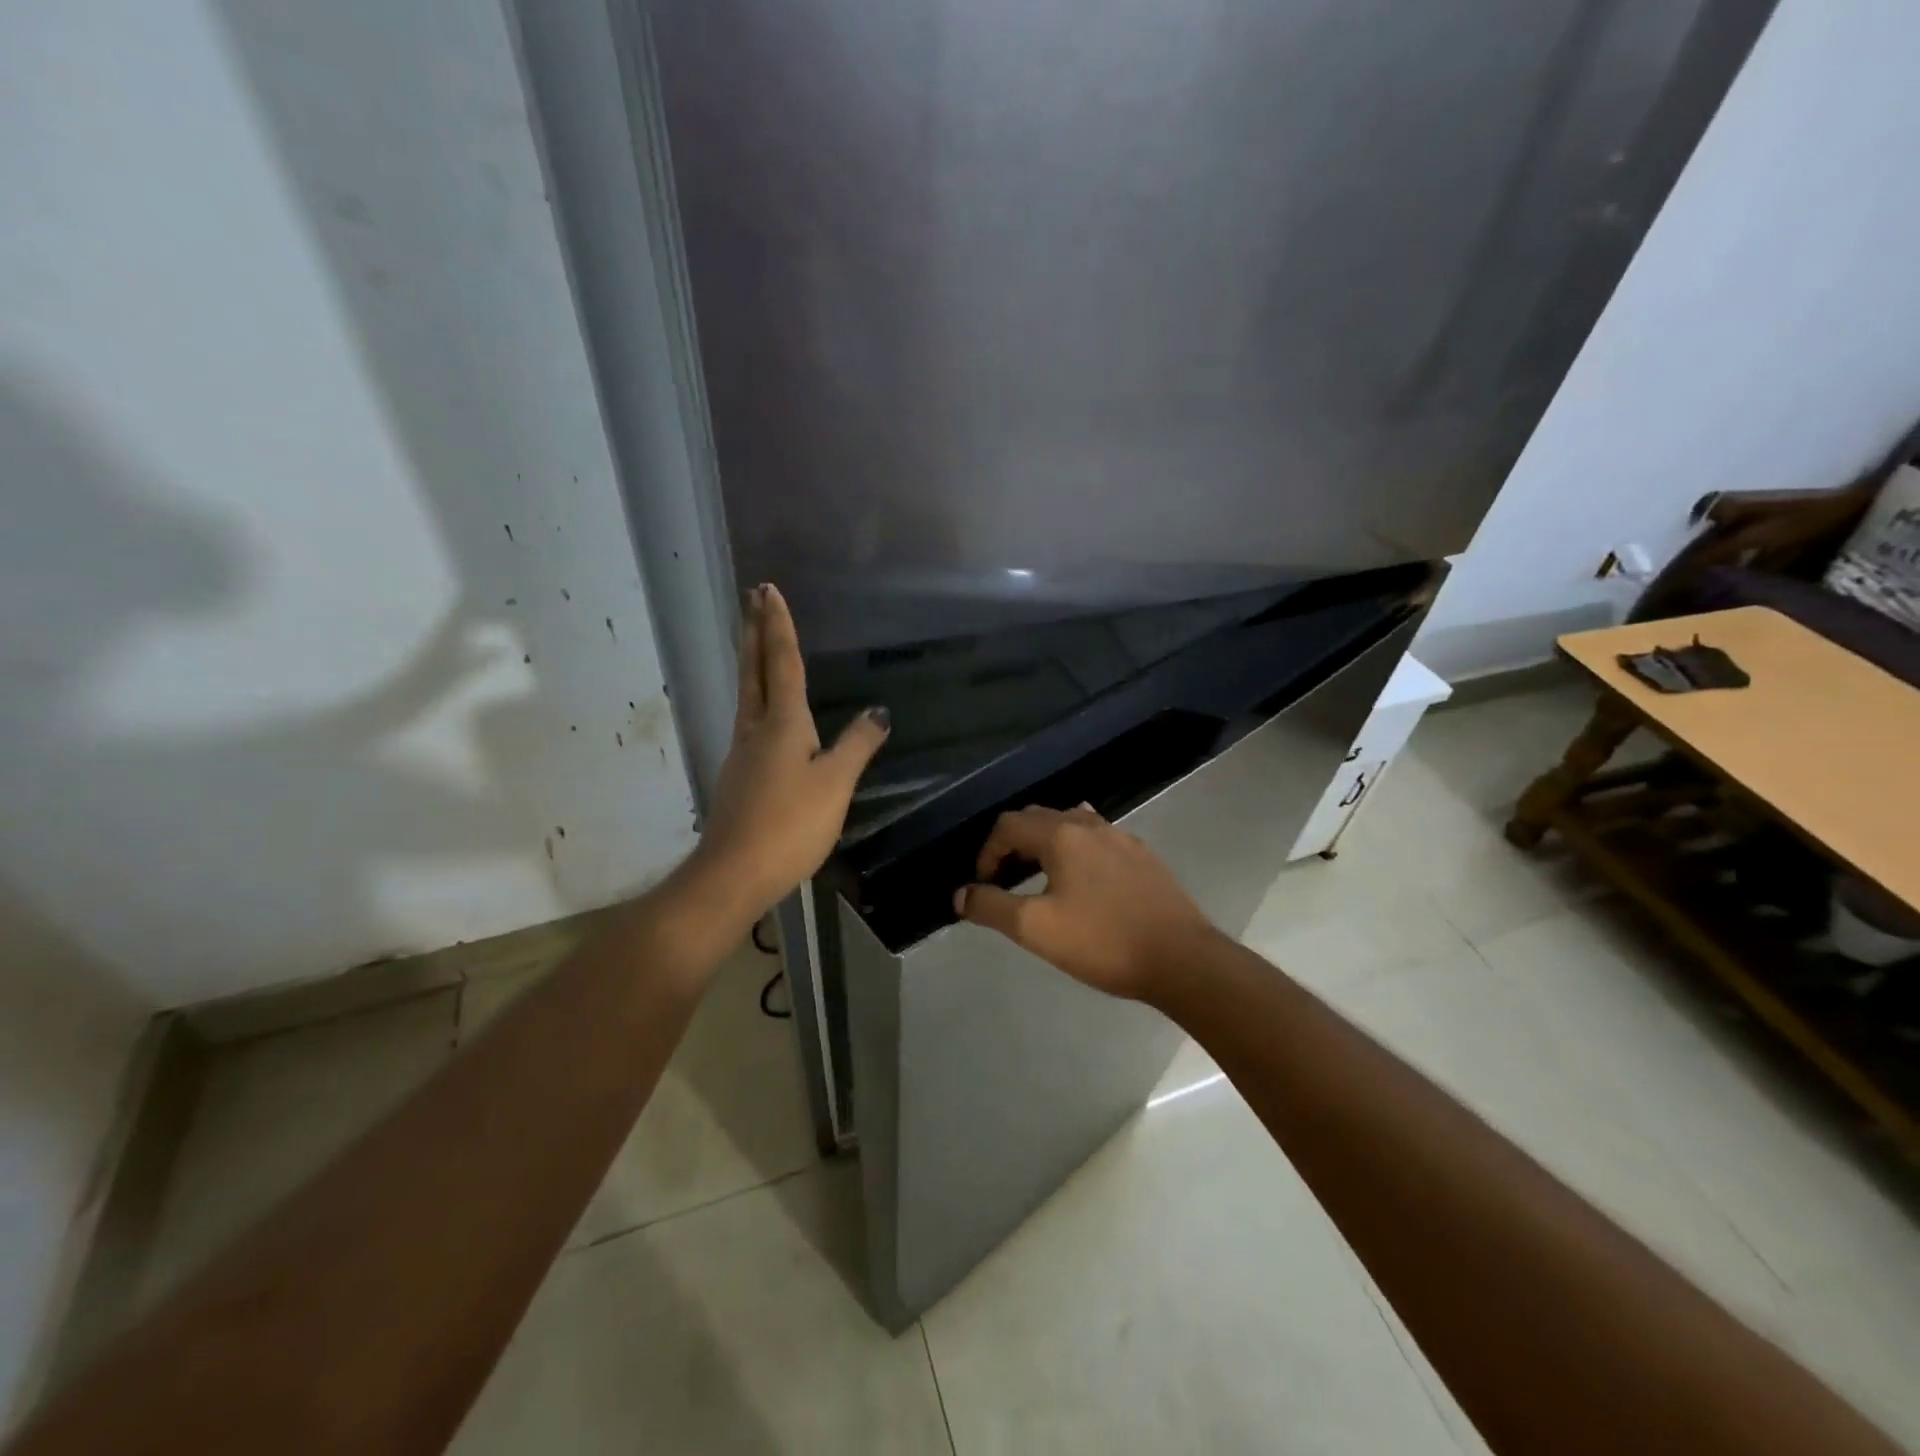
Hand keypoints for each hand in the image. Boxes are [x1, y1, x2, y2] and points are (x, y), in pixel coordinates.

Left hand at [687, 583, 888, 925]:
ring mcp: (742, 752)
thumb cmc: (790, 823)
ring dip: (752, 662)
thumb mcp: (835, 783)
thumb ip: (857, 745)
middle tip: (751, 598)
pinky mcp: (739, 776)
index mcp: (782, 723)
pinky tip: (765, 714)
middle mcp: (756, 728)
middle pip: (754, 670)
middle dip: (755, 632)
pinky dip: (756, 699)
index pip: (782, 663)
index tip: (768, 590)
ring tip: (756, 642)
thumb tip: (878, 712)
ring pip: (747, 694)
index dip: (779, 626)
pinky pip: (749, 721)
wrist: (734, 873)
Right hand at [954, 805, 1217, 1001]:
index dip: (987, 852)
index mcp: (1062, 834)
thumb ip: (991, 907)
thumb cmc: (1102, 941)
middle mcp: (1091, 824)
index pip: (1009, 825)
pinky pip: (1098, 838)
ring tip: (1041, 876)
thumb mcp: (1036, 928)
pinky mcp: (1143, 856)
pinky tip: (1084, 881)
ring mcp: (1122, 837)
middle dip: (1014, 843)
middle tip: (1006, 879)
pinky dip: (1076, 849)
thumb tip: (961, 894)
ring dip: (1046, 843)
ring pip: (1071, 824)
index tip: (985, 885)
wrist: (1181, 959)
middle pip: (1039, 817)